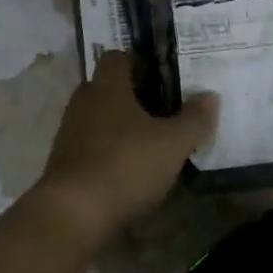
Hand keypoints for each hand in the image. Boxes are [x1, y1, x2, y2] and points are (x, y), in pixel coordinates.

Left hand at [28, 52, 214, 251]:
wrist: (72, 215)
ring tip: (146, 143)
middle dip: (130, 96)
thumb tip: (210, 95)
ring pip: (96, 118)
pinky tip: (126, 171)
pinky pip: (88, 146)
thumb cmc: (125, 165)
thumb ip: (194, 119)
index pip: (117, 57)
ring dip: (117, 126)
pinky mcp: (62, 163)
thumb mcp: (172, 144)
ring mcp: (68, 133)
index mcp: (107, 87)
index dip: (138, 62)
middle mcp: (83, 102)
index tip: (161, 77)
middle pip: (105, 87)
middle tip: (159, 109)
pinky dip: (106, 152)